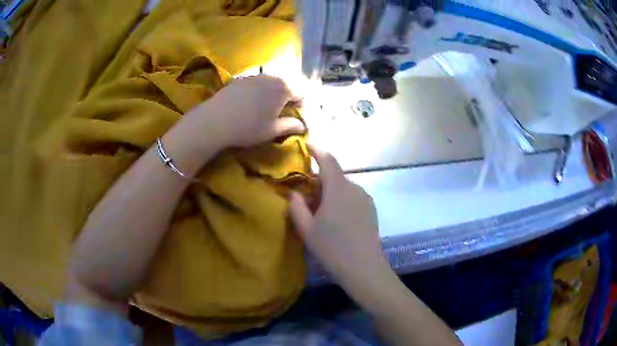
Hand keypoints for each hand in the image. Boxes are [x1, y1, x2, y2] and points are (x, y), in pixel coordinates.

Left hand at [193, 75, 304, 147]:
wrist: (215, 121)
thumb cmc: (248, 127)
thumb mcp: (272, 130)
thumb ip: (290, 126)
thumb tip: (302, 125)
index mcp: (283, 89)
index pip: (301, 93)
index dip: (299, 105)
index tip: (291, 117)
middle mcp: (271, 77)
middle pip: (286, 85)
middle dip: (286, 98)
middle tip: (277, 113)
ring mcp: (254, 76)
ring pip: (270, 83)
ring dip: (271, 94)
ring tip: (262, 109)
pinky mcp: (240, 79)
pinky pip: (256, 83)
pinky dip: (257, 91)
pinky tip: (248, 104)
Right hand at [289, 145, 387, 289]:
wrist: (364, 269)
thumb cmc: (332, 249)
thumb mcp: (307, 230)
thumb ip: (297, 207)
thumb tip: (294, 193)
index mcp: (338, 189)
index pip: (328, 160)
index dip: (317, 150)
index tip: (307, 145)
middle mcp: (355, 188)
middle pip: (335, 175)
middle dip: (319, 180)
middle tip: (305, 195)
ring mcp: (366, 199)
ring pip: (343, 187)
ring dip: (330, 192)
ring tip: (319, 211)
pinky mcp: (371, 210)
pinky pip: (352, 197)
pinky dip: (341, 200)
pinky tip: (336, 219)